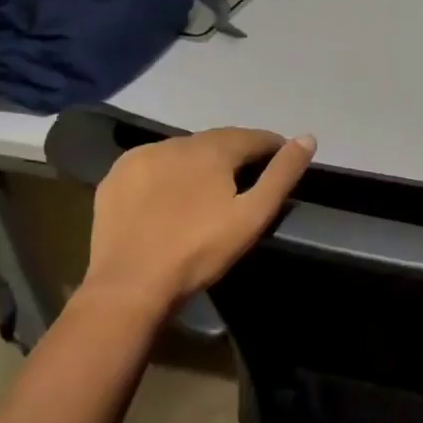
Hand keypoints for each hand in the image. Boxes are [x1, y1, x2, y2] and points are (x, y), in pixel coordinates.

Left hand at [82, 128, 315, 314]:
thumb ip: (282, 174)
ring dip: (201, 162)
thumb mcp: (253, 215)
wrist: (129, 286)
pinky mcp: (115, 178)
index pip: (252, 136)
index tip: (282, 160)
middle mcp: (174, 143)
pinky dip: (169, 172)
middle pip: (217, 141)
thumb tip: (307, 138)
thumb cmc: (200, 250)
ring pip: (183, 151)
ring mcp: (139, 158)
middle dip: (237, 154)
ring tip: (211, 188)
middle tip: (249, 178)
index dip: (272, 146)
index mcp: (210, 149)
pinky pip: (153, 165)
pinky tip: (172, 195)